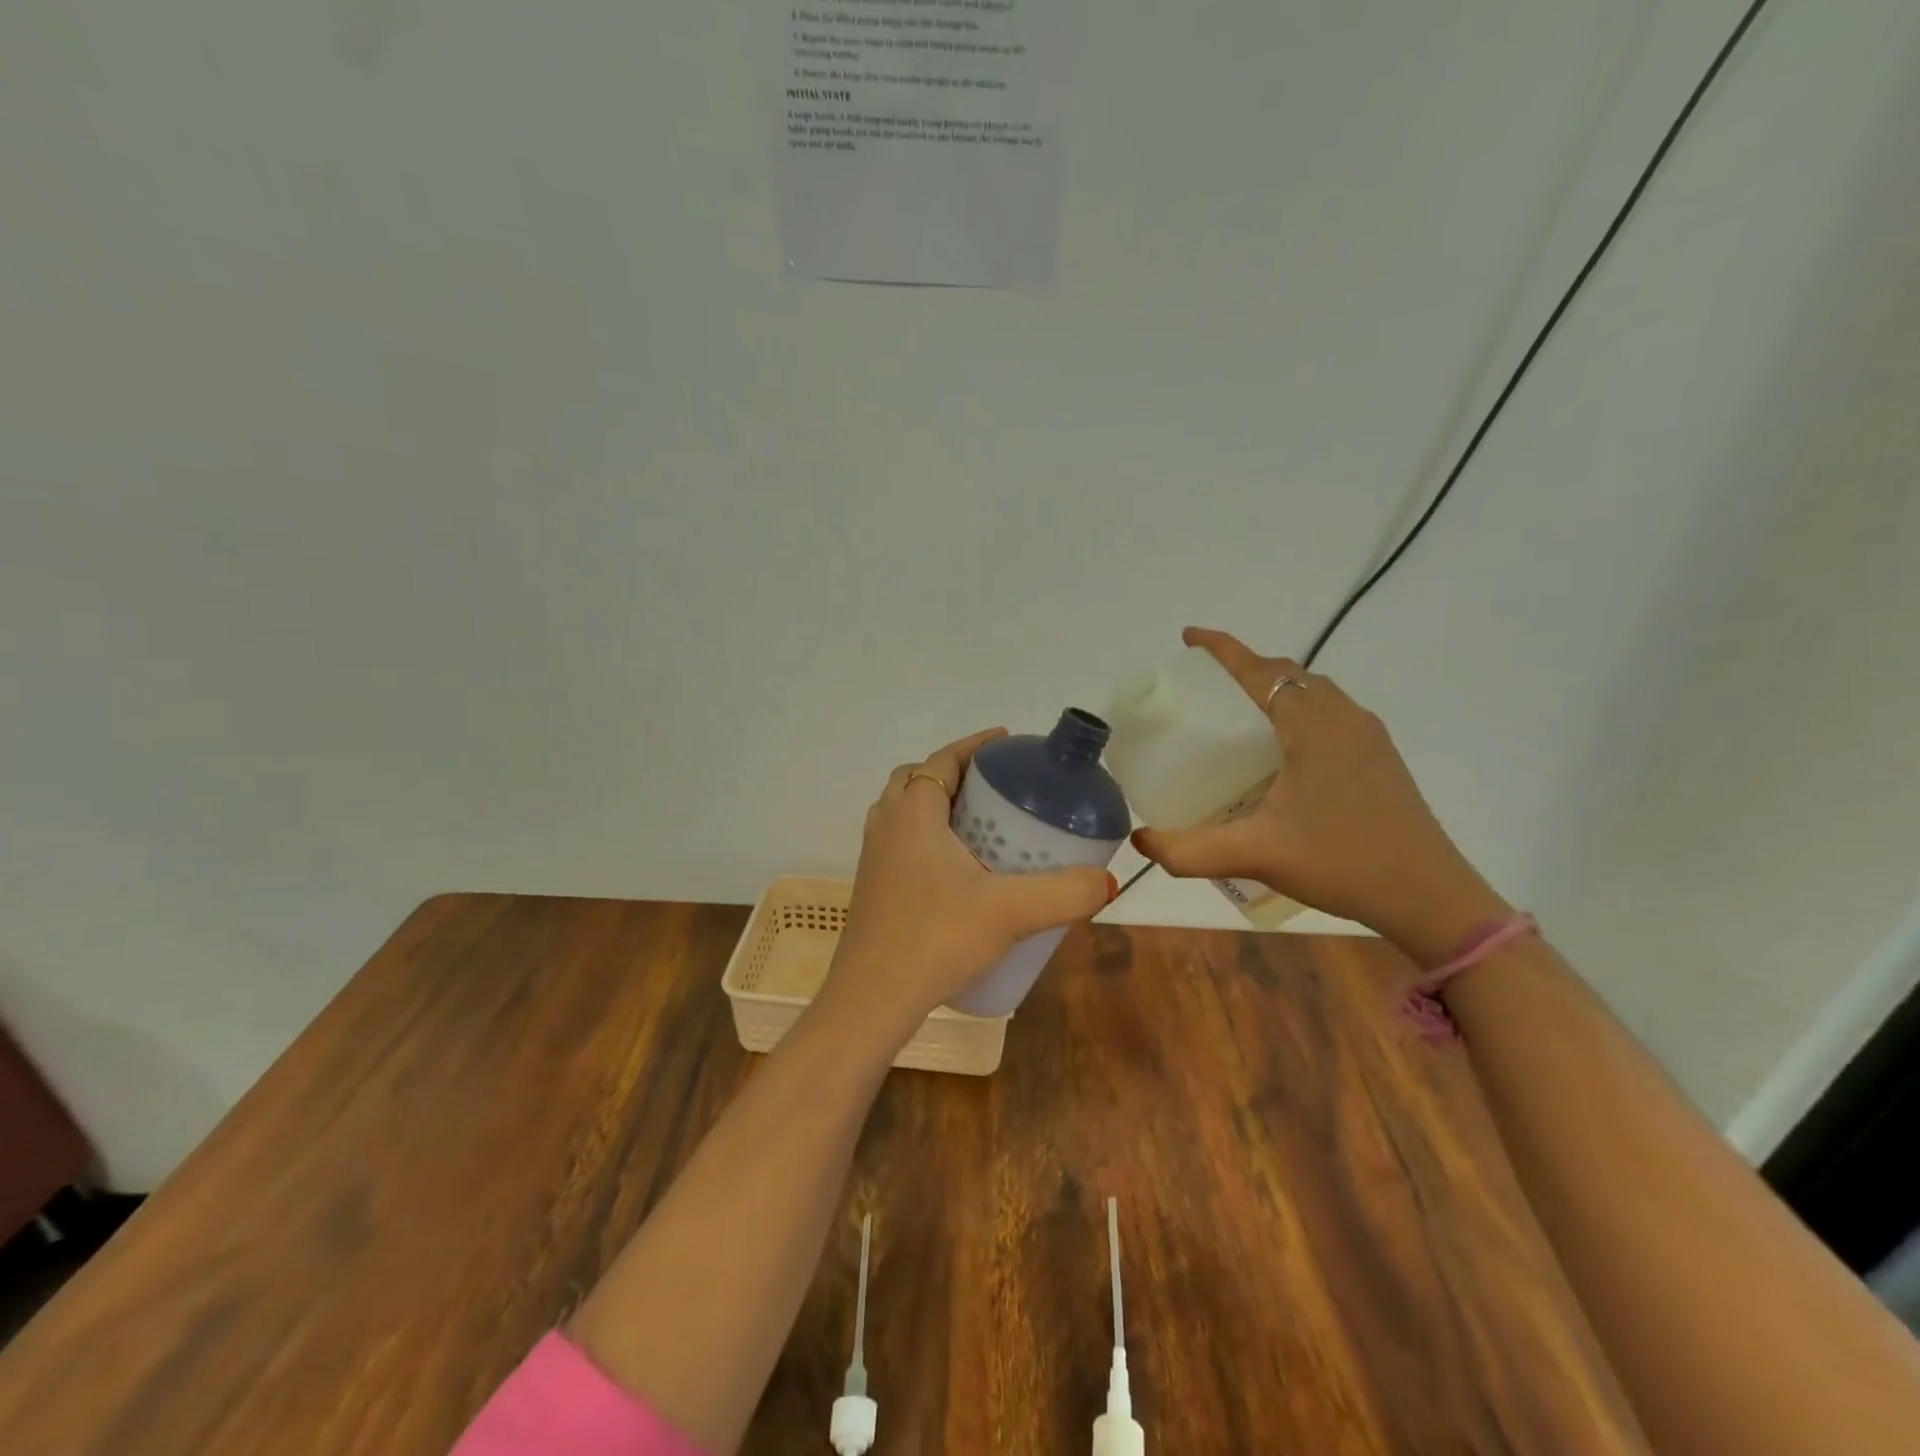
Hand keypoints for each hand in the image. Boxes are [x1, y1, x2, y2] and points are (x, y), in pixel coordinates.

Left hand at [820, 727, 1116, 1039]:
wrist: (869, 1001)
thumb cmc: (934, 939)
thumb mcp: (1009, 912)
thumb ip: (1064, 894)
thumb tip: (1108, 880)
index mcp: (912, 813)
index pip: (944, 759)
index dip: (976, 746)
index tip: (1008, 743)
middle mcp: (887, 825)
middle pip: (919, 779)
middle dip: (958, 773)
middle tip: (999, 787)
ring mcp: (874, 857)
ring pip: (907, 811)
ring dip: (940, 805)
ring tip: (983, 824)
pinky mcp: (874, 887)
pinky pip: (903, 841)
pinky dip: (929, 836)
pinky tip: (960, 870)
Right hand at [1131, 628, 1509, 963]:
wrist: (1428, 897)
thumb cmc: (1341, 862)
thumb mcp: (1255, 855)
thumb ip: (1189, 850)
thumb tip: (1140, 841)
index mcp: (1313, 726)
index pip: (1259, 670)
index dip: (1222, 649)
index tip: (1189, 636)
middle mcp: (1344, 718)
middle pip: (1288, 673)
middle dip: (1245, 667)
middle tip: (1206, 685)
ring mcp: (1368, 737)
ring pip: (1313, 691)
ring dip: (1275, 688)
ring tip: (1239, 713)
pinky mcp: (1379, 758)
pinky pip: (1329, 713)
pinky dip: (1297, 710)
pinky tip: (1281, 751)